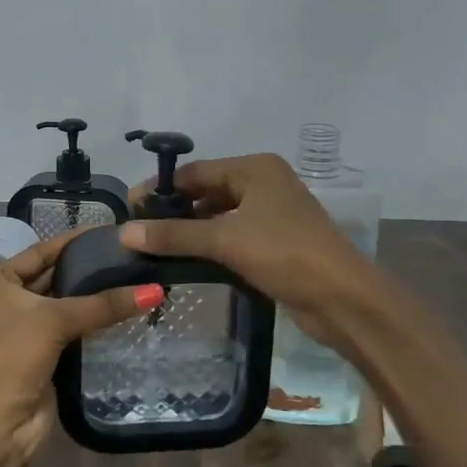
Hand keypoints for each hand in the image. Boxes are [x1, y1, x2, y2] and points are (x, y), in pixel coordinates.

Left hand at [0, 232, 159, 466]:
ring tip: (139, 280)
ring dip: (96, 299)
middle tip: (134, 257)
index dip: (75, 241)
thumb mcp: (54, 321)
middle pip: (55, 277)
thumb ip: (103, 304)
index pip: (42, 250)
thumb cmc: (10, 358)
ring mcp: (25, 332)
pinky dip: (95, 325)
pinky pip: (74, 333)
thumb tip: (155, 290)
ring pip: (67, 307)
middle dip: (90, 269)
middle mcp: (7, 302)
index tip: (113, 231)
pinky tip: (127, 313)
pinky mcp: (43, 358)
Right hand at [119, 154, 377, 350]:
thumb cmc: (285, 254)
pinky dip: (211, 246)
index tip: (129, 211)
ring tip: (156, 249)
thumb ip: (174, 235)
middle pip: (208, 192)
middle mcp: (264, 184)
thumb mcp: (225, 240)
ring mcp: (272, 214)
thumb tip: (124, 232)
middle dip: (175, 212)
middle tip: (139, 233)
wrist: (342, 298)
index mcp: (256, 169)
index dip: (161, 190)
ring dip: (192, 231)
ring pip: (220, 216)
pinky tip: (187, 262)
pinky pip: (233, 236)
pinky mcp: (276, 242)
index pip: (196, 171)